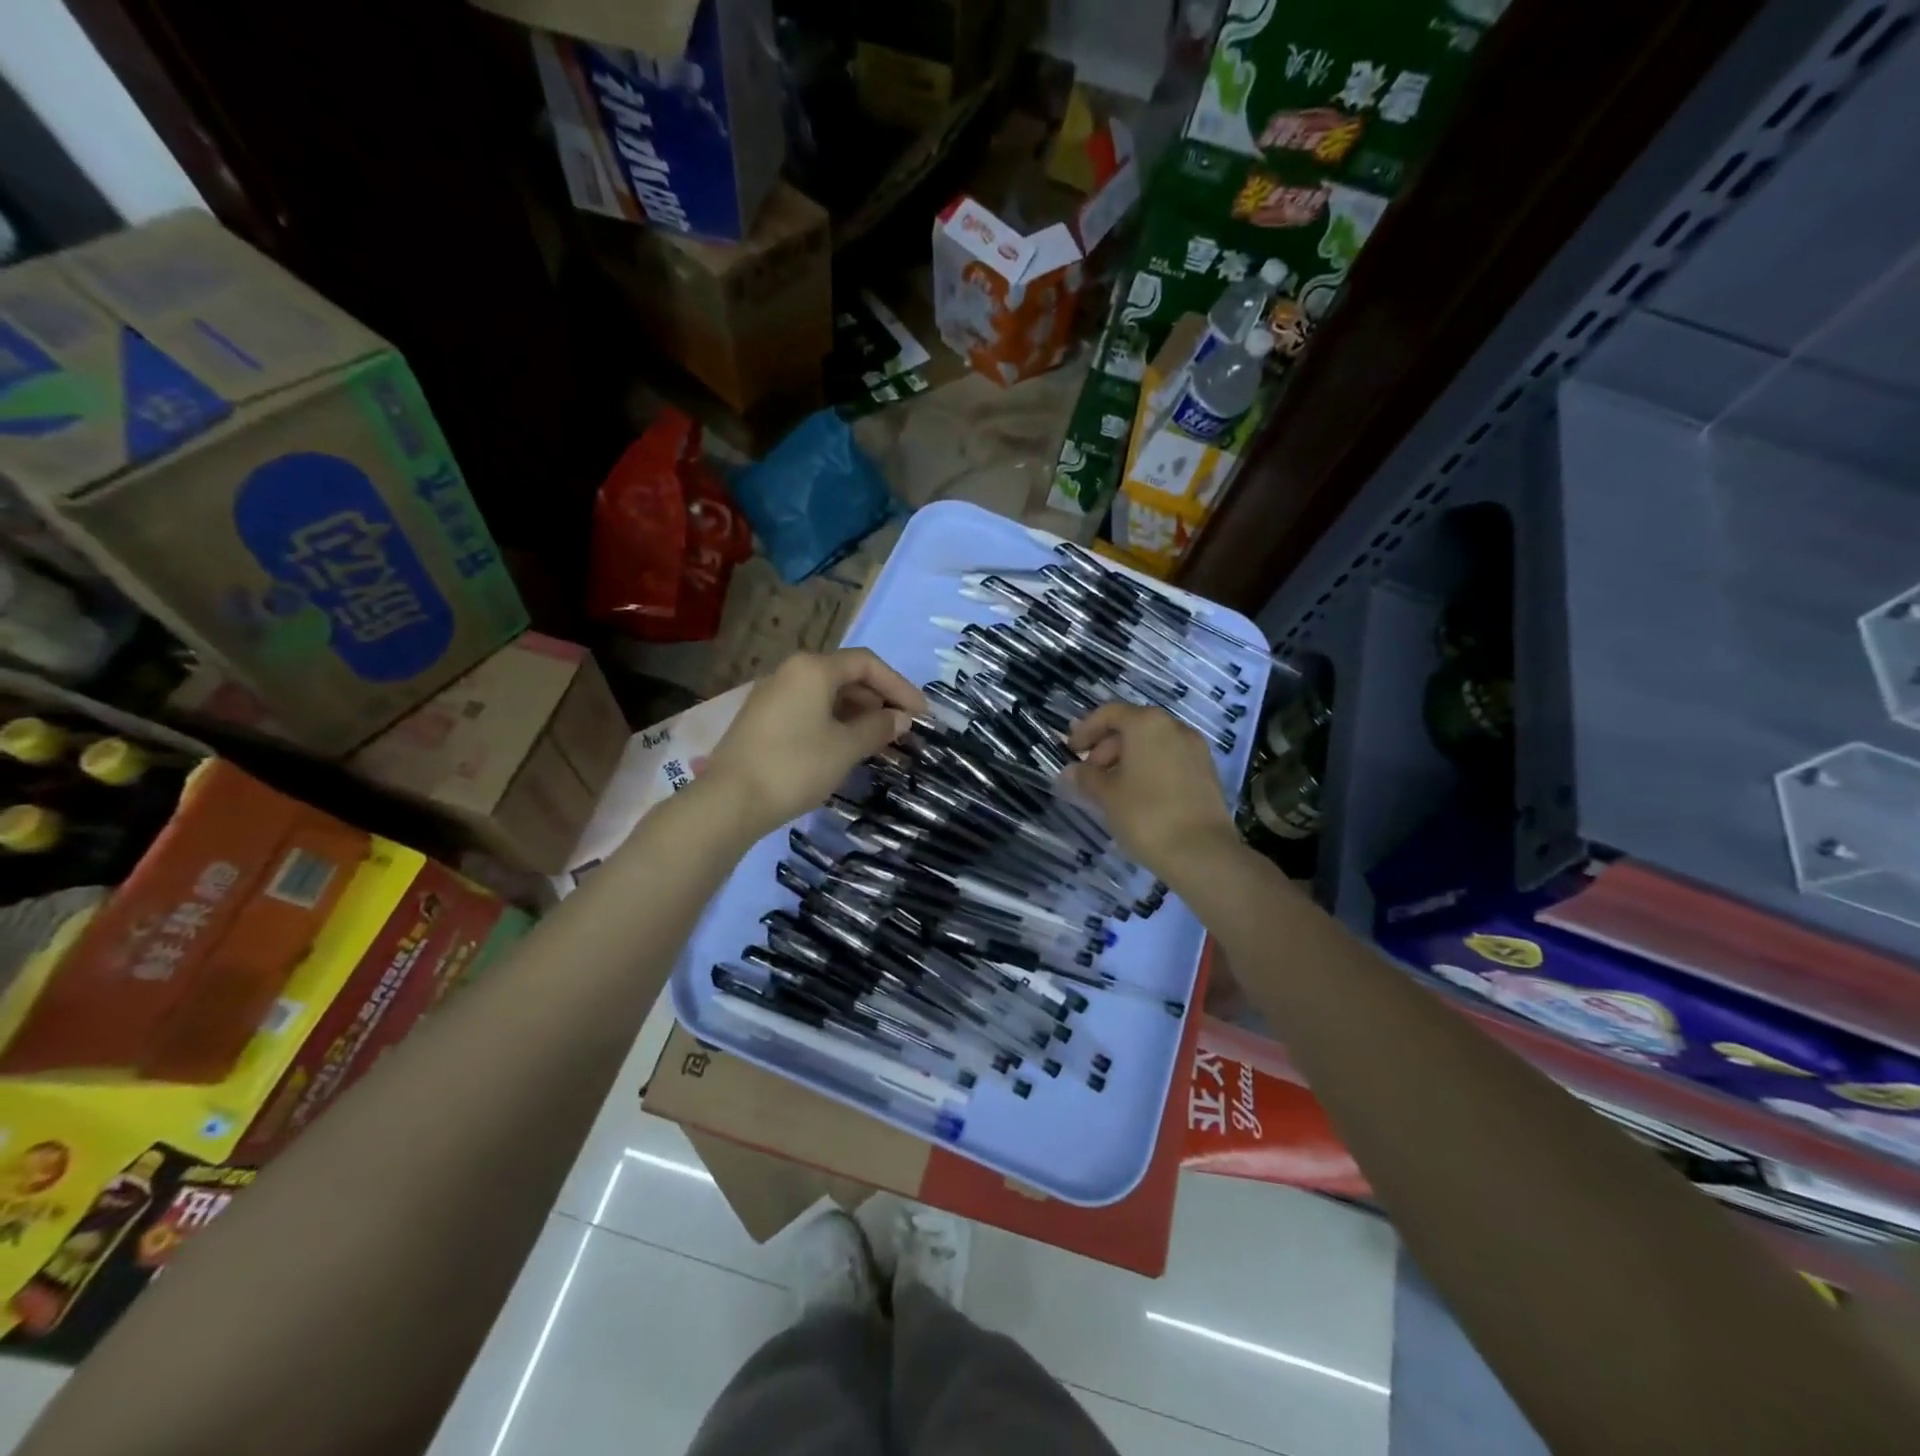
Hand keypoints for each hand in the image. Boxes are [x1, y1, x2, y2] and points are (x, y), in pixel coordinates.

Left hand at [702, 648, 926, 841]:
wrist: (730, 801)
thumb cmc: (796, 766)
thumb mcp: (846, 748)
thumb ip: (878, 727)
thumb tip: (902, 719)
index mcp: (813, 669)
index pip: (867, 664)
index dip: (900, 687)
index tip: (922, 715)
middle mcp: (791, 672)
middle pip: (846, 676)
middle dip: (879, 701)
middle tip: (903, 729)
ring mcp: (773, 695)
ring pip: (827, 696)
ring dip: (858, 714)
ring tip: (881, 741)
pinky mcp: (763, 719)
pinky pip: (809, 710)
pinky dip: (835, 723)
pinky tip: (848, 747)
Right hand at [1066, 702, 1238, 878]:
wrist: (1202, 853)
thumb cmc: (1145, 815)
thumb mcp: (1107, 795)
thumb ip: (1086, 777)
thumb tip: (1071, 771)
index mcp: (1147, 724)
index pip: (1110, 713)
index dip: (1086, 729)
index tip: (1071, 751)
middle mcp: (1175, 727)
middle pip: (1133, 726)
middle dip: (1106, 746)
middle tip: (1090, 774)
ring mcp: (1195, 749)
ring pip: (1152, 744)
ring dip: (1127, 759)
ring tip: (1111, 789)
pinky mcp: (1207, 772)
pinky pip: (1170, 759)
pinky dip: (1149, 768)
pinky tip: (1137, 796)